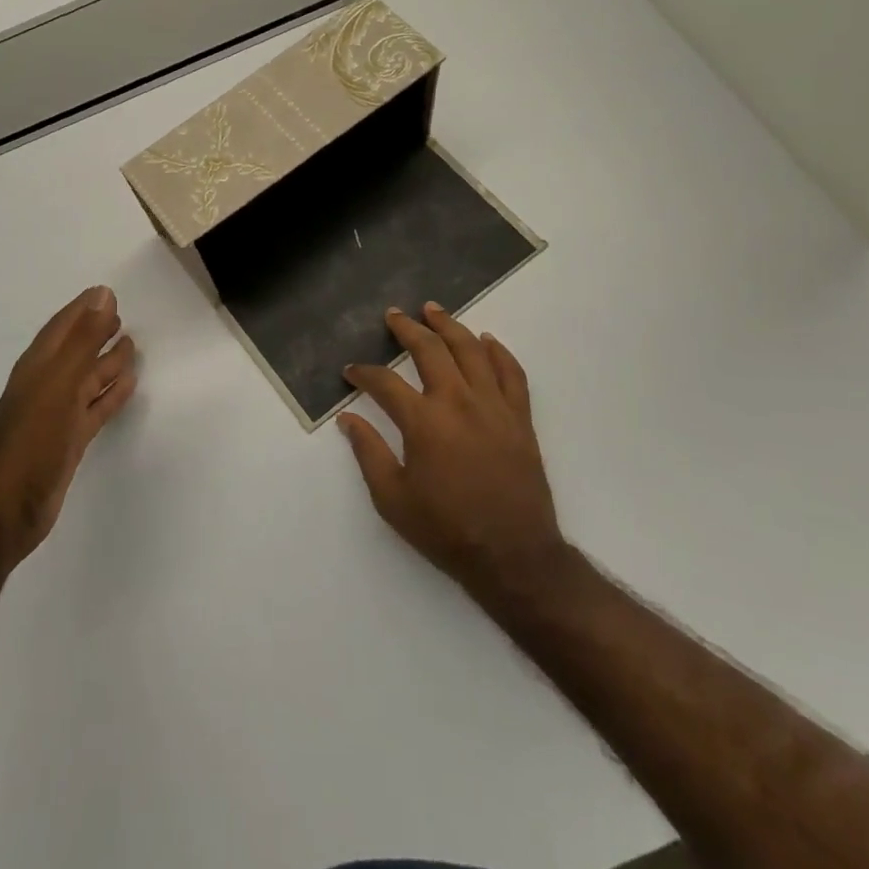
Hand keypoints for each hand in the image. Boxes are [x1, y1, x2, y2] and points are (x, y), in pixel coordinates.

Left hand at [0, 286, 137, 567]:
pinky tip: (129, 385)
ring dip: (107, 361)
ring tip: (132, 345)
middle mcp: (47, 384)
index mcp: (38, 366)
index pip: (63, 327)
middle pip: (76, 350)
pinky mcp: (70, 439)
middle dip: (96, 332)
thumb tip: (103, 295)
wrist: (11, 506)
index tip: (107, 293)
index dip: (83, 309)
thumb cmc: (33, 438)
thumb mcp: (60, 383)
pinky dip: (111, 393)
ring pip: (87, 378)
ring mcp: (58, 413)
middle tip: (122, 316)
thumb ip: (83, 340)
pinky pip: (95, 407)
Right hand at [340, 304, 574, 611]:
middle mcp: (458, 402)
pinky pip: (512, 374)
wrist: (514, 557)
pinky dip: (499, 352)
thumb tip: (347, 420)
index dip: (363, 373)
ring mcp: (494, 407)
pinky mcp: (520, 419)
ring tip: (434, 310)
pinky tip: (486, 341)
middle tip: (394, 315)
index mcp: (423, 422)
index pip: (385, 383)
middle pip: (430, 350)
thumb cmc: (446, 530)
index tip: (351, 371)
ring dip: (450, 326)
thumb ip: (368, 452)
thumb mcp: (392, 498)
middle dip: (407, 329)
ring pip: (471, 351)